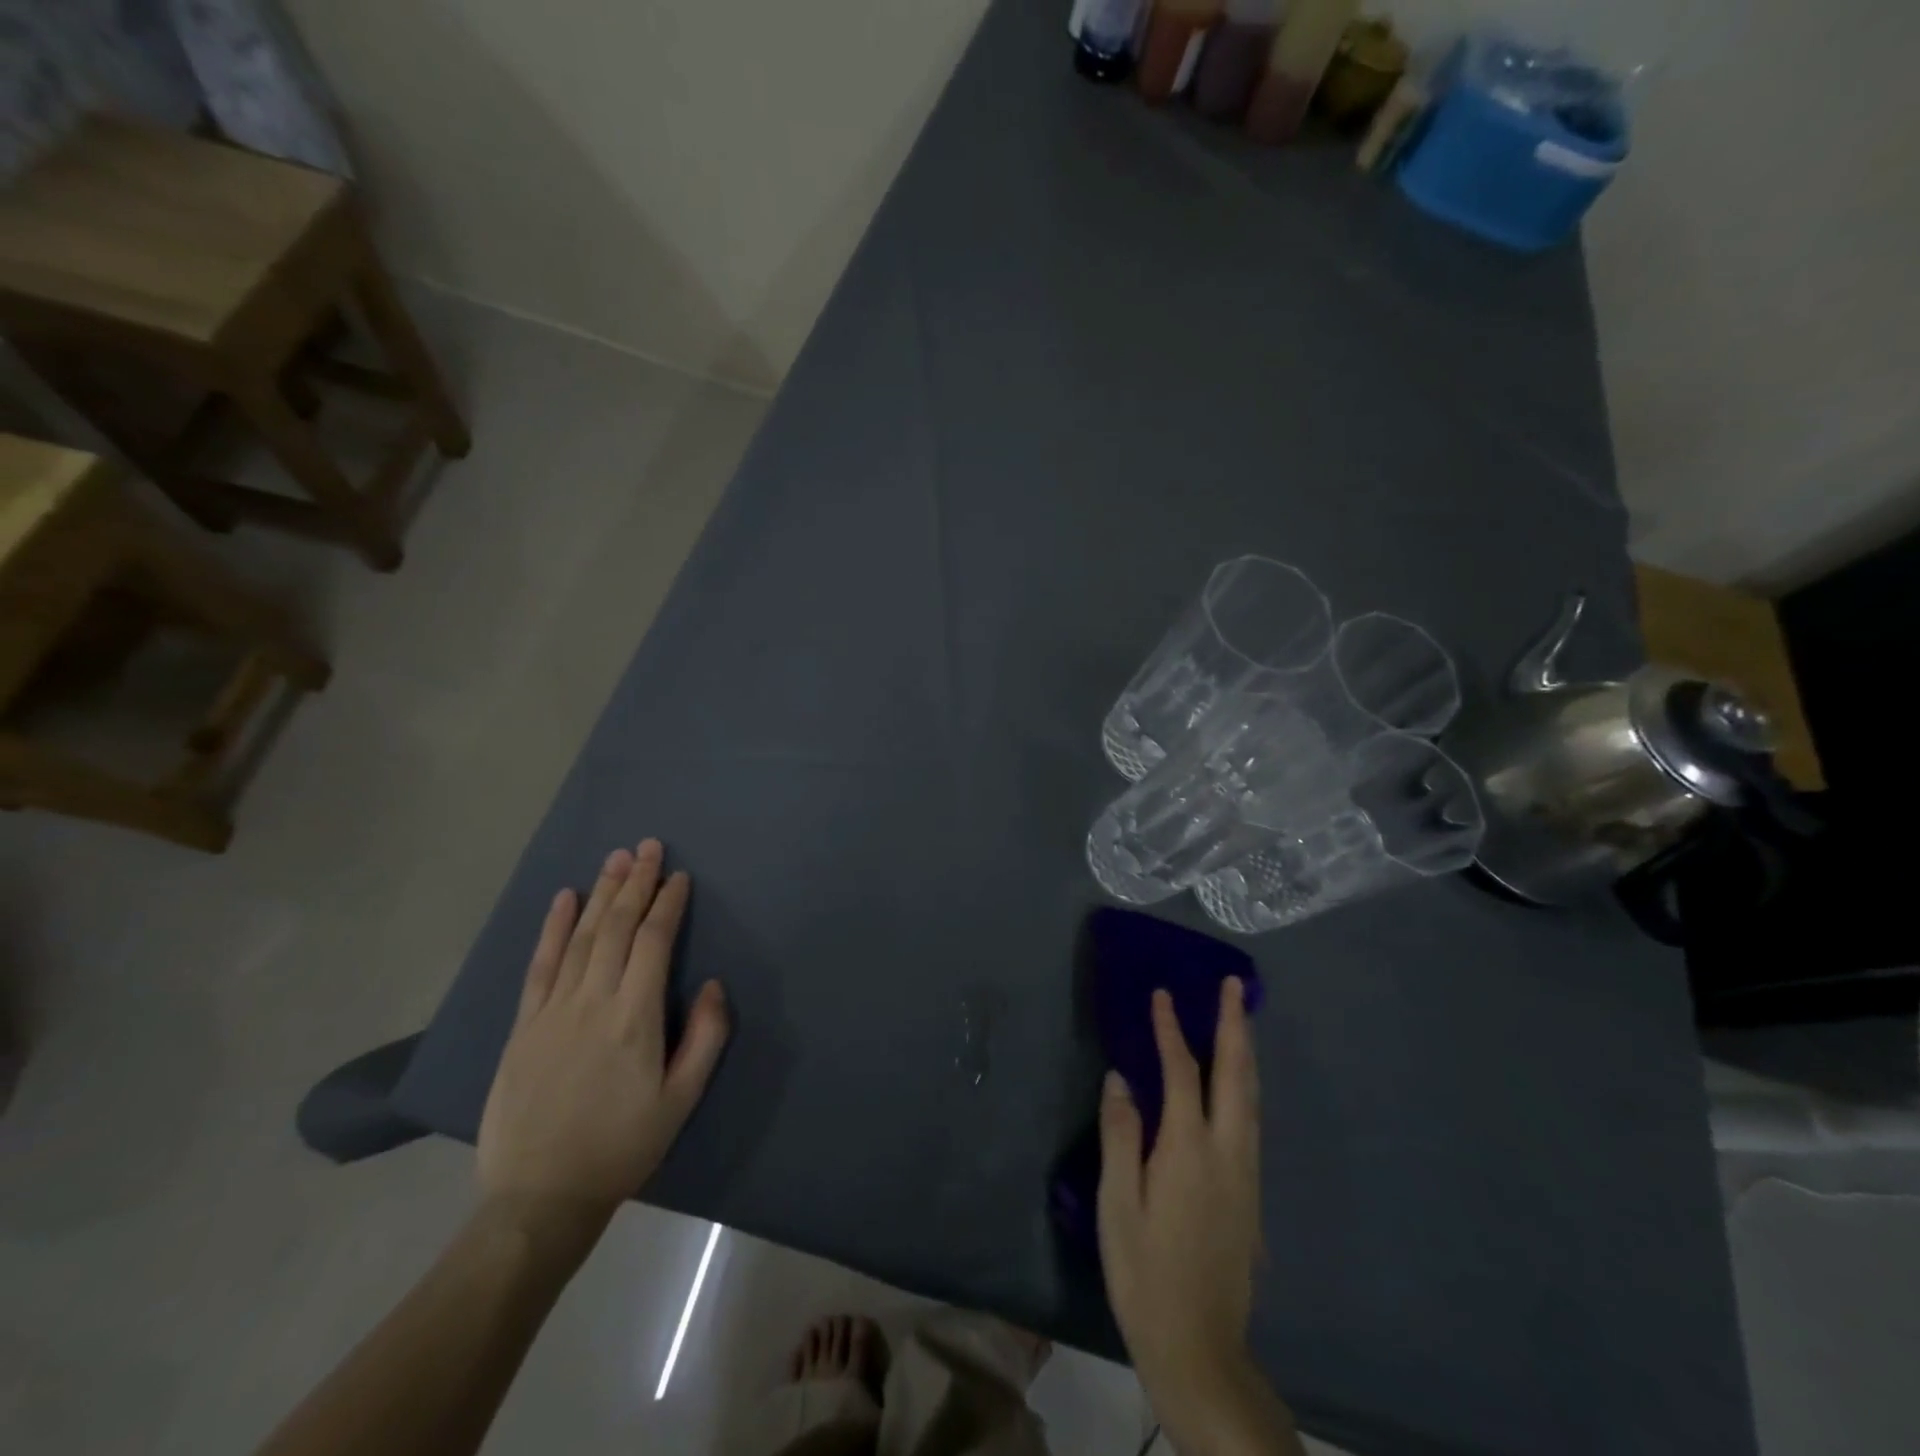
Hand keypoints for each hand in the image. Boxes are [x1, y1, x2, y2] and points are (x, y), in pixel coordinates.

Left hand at [477, 841, 728, 1238]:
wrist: (539, 1197)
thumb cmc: (622, 1147)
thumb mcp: (681, 1100)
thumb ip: (705, 1037)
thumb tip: (711, 985)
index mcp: (634, 1018)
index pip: (653, 943)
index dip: (668, 905)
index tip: (680, 876)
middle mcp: (592, 1002)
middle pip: (616, 928)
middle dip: (636, 883)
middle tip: (649, 847)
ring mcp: (552, 1011)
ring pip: (580, 937)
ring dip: (601, 893)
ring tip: (617, 859)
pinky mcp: (524, 1025)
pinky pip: (539, 965)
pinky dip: (553, 927)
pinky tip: (564, 899)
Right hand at [1099, 979, 1293, 1453]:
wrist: (1200, 1348)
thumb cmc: (1145, 1274)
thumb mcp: (1117, 1204)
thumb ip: (1121, 1136)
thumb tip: (1121, 1078)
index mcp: (1189, 1151)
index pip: (1181, 1073)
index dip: (1171, 1030)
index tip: (1162, 994)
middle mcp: (1227, 1152)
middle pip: (1236, 1075)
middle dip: (1234, 1025)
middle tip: (1233, 985)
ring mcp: (1246, 1173)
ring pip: (1252, 1096)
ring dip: (1245, 1051)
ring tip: (1240, 1017)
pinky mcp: (1251, 1193)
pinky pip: (1252, 1118)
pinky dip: (1245, 1083)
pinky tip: (1237, 1080)